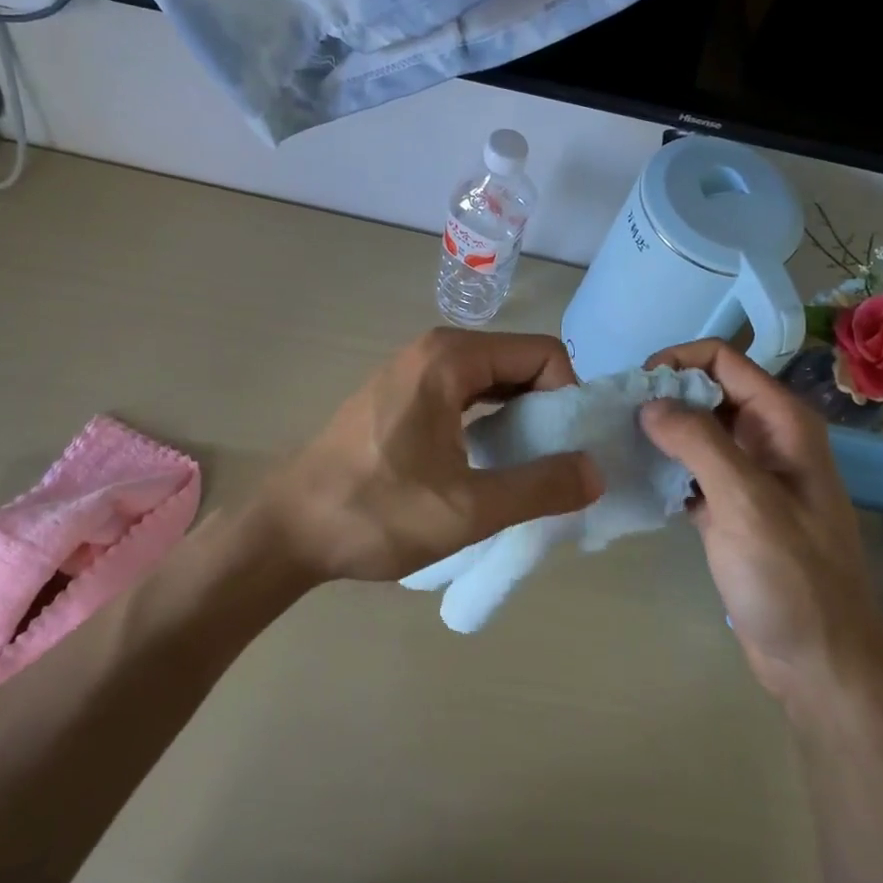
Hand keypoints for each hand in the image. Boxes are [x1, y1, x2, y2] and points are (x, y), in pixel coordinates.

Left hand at [249, 329, 602, 584]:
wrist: (287, 531)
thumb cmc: (376, 513)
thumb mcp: (468, 509)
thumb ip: (540, 487)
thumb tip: (595, 471)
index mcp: (451, 358)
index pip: (544, 354)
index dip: (568, 399)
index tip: (569, 451)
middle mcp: (434, 350)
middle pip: (519, 364)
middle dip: (547, 410)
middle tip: (554, 467)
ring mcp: (412, 372)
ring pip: (492, 382)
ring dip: (520, 420)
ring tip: (525, 471)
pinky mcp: (399, 397)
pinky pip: (464, 396)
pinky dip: (489, 423)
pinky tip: (487, 465)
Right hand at [639, 340, 882, 694]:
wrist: (820, 662)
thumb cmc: (792, 578)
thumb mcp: (746, 503)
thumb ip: (699, 443)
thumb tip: (649, 401)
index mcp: (783, 423)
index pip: (723, 360)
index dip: (677, 361)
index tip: (634, 389)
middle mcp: (767, 439)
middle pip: (707, 391)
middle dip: (663, 396)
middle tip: (616, 417)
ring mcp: (750, 477)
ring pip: (697, 432)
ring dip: (660, 433)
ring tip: (616, 443)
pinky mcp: (732, 511)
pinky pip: (692, 472)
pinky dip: (665, 470)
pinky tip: (634, 480)